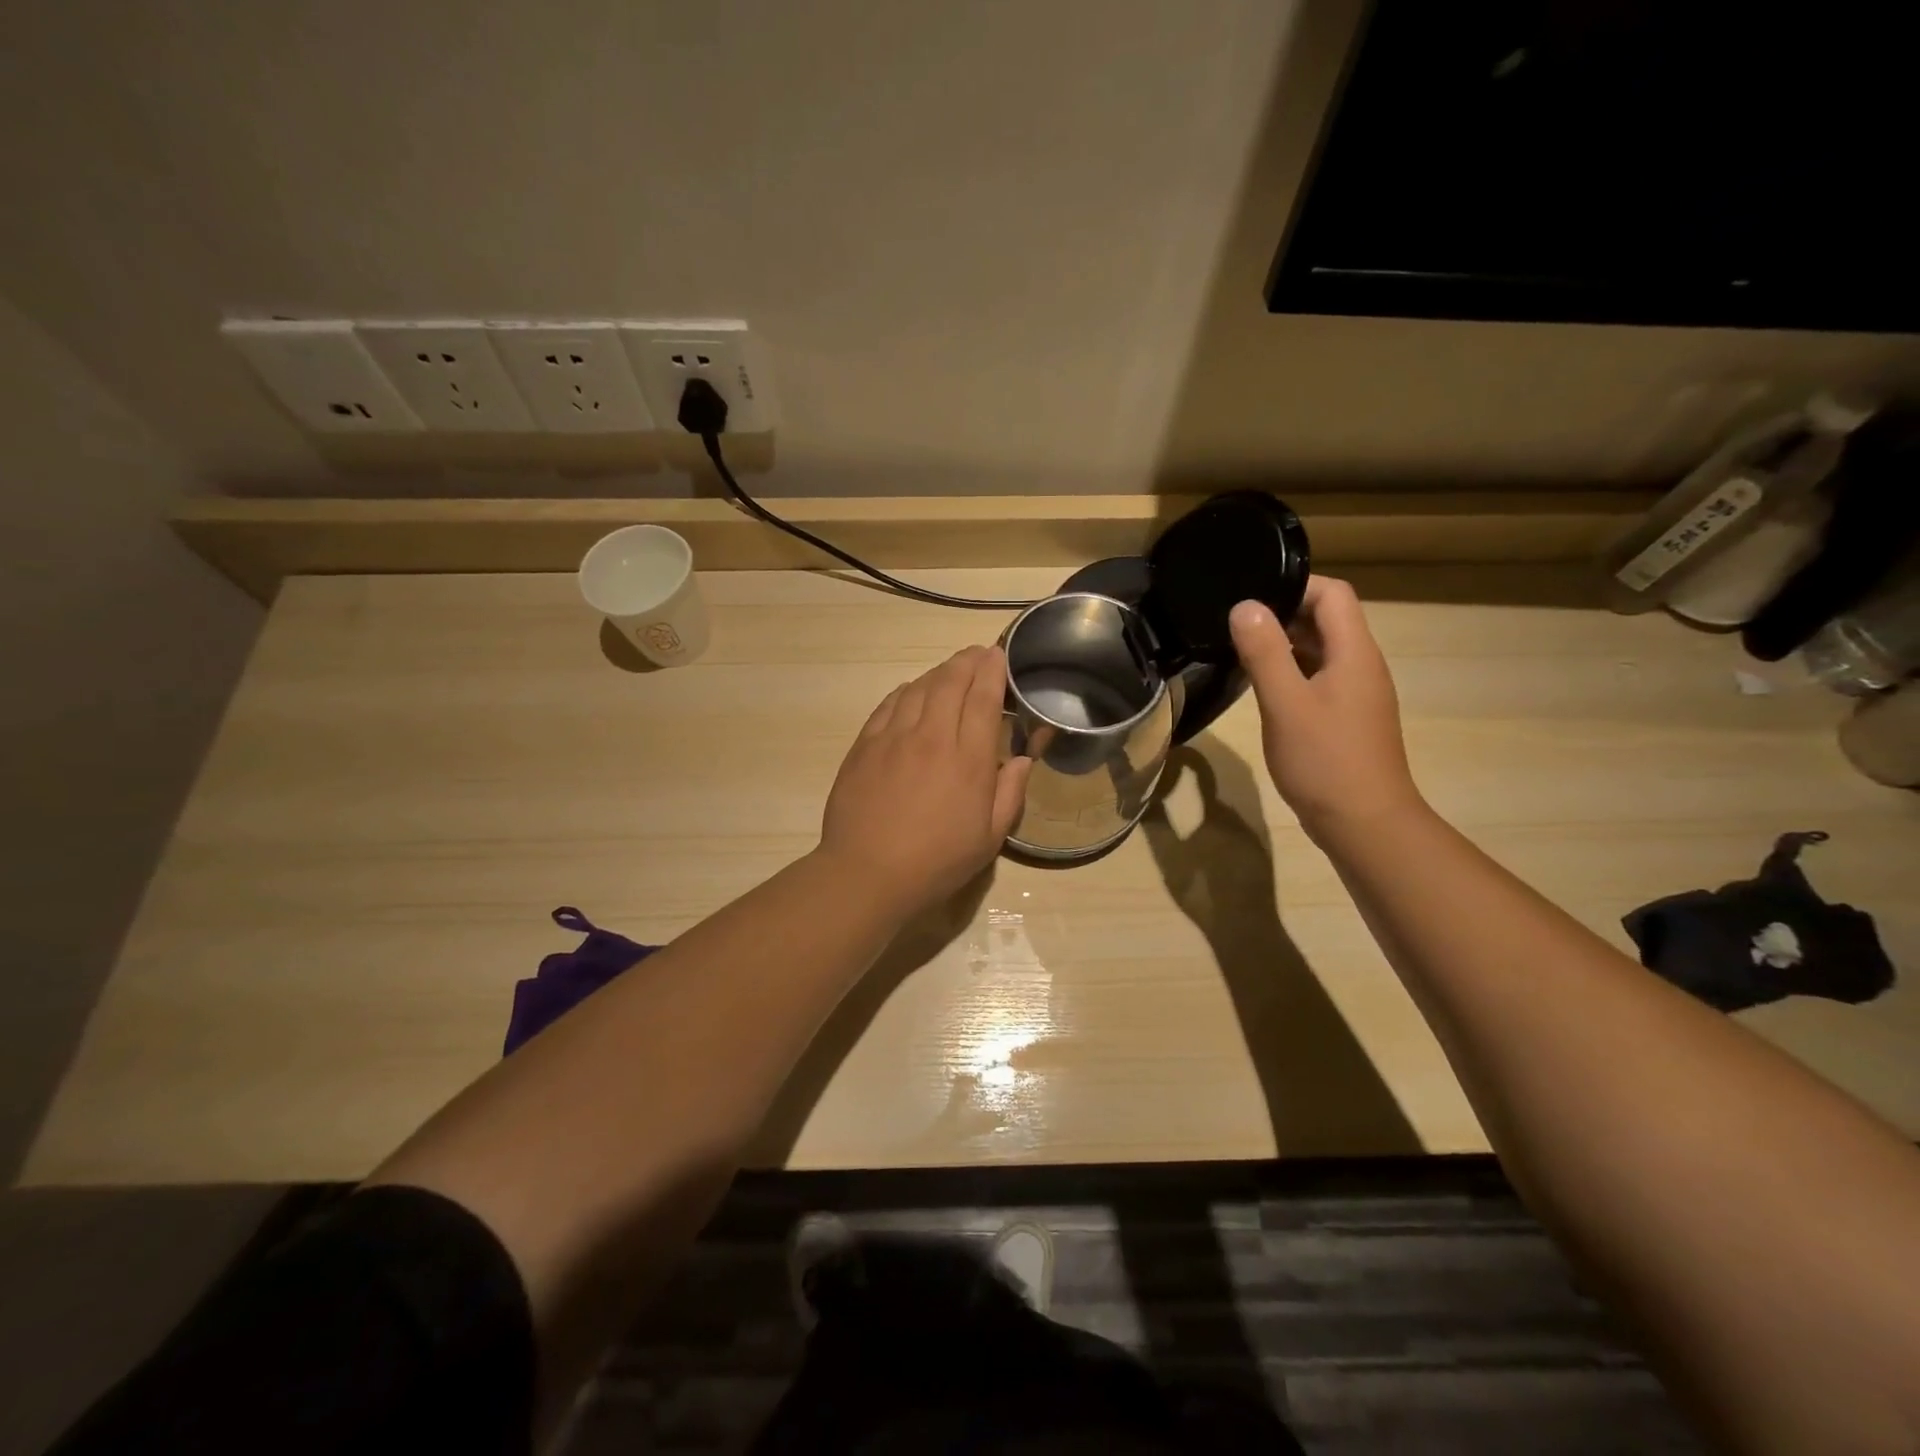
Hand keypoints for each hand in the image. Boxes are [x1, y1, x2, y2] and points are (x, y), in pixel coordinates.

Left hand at [818, 646, 1031, 916]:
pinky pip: (888, 705)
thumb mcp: (989, 839)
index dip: (992, 671)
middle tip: (978, 654)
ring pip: (918, 687)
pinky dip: (905, 691)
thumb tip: (1019, 760)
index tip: (998, 655)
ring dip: (938, 672)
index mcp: (968, 760)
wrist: (867, 873)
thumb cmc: (936, 862)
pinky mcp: (865, 745)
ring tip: (950, 671)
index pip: (983, 698)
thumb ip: (1010, 794)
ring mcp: (893, 738)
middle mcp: (931, 737)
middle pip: (950, 682)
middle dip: (967, 661)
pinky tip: (911, 692)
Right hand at [1228, 577, 1422, 840]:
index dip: (1294, 585)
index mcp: (1354, 653)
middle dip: (1283, 612)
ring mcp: (1356, 692)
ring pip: (1321, 649)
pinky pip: (1318, 676)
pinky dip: (1291, 670)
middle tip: (1235, 622)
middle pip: (1327, 619)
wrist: (1364, 823)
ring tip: (1240, 648)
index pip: (1333, 594)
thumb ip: (1265, 652)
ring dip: (1284, 642)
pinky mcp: (1346, 716)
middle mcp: (1361, 665)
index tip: (1250, 596)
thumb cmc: (1325, 761)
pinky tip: (1262, 686)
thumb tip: (1244, 605)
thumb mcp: (1286, 704)